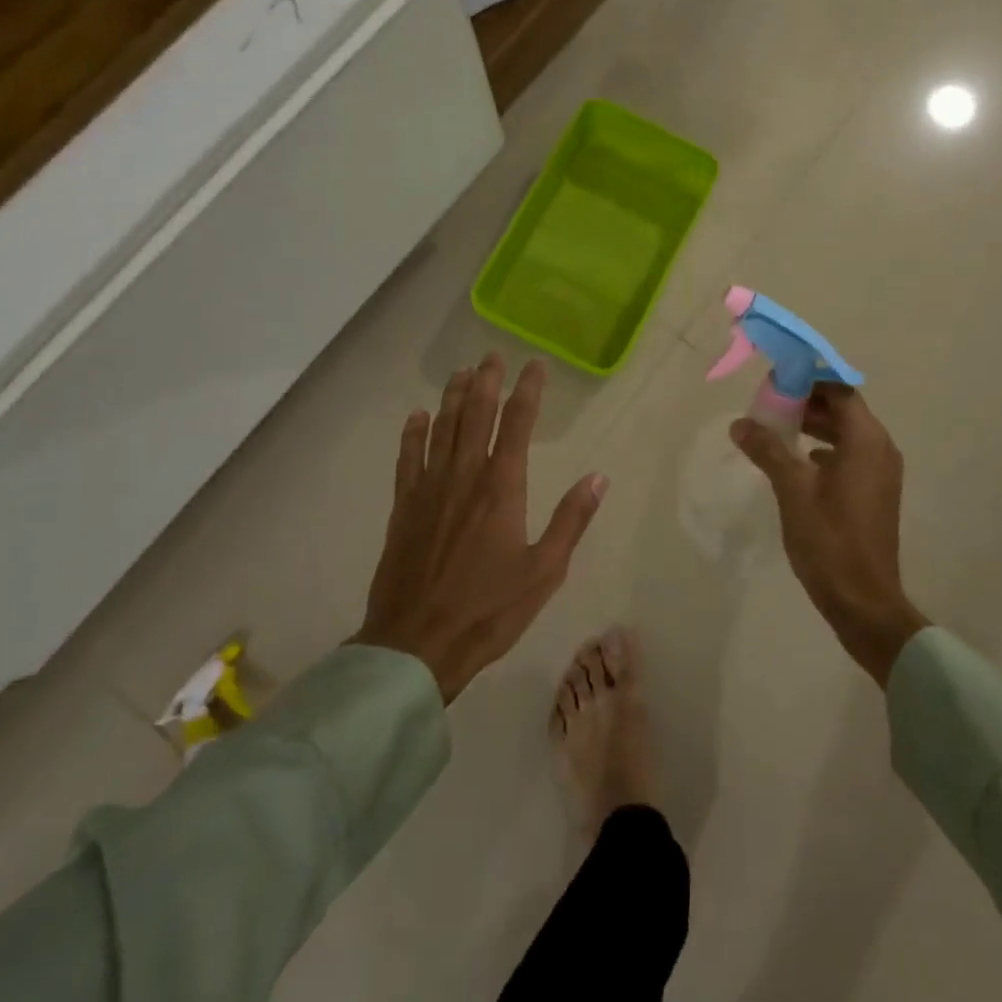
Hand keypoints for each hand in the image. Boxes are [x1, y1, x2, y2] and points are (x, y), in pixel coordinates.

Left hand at [357, 355, 606, 701]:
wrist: (415, 645)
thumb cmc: (489, 610)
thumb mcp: (544, 571)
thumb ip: (571, 520)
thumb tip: (598, 477)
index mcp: (501, 488)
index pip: (517, 424)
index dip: (527, 390)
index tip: (534, 364)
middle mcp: (464, 477)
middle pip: (476, 416)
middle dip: (487, 382)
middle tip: (493, 356)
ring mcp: (429, 490)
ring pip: (442, 429)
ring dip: (453, 397)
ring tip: (461, 372)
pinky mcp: (403, 508)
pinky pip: (407, 459)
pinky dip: (413, 434)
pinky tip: (417, 416)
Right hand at [731, 385, 926, 683]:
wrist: (863, 600)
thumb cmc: (828, 538)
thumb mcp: (792, 489)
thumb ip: (767, 450)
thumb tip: (740, 423)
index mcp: (866, 440)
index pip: (840, 391)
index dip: (809, 381)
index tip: (777, 383)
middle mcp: (880, 449)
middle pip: (844, 410)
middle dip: (808, 404)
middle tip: (770, 406)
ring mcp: (881, 474)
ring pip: (847, 434)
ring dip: (815, 427)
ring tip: (777, 430)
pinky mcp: (875, 494)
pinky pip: (850, 457)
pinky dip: (825, 450)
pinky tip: (798, 462)